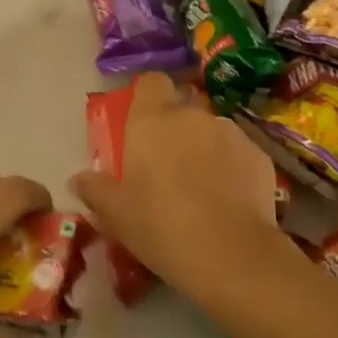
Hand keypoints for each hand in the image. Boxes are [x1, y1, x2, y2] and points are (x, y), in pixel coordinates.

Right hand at [71, 73, 280, 296]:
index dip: (147, 97)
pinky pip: (237, 152)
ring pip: (210, 130)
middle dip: (175, 129)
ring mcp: (229, 132)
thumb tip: (79, 178)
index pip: (150, 82)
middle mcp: (191, 115)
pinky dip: (231, 167)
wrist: (232, 255)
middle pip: (181, 108)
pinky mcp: (258, 154)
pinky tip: (229, 200)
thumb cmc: (161, 227)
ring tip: (202, 188)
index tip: (142, 124)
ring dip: (204, 148)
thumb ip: (94, 189)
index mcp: (151, 120)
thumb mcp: (116, 215)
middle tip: (166, 166)